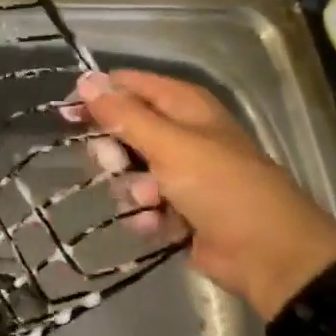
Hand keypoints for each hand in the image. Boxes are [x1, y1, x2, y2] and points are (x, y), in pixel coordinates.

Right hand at [74, 70, 335, 320]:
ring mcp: (180, 173)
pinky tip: (157, 224)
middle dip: (114, 151)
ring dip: (132, 188)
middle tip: (114, 164)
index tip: (67, 114)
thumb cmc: (220, 186)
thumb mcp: (169, 145)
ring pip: (129, 171)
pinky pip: (143, 203)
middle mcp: (181, 133)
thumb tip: (84, 79)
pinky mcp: (178, 209)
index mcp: (183, 105)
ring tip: (151, 201)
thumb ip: (124, 114)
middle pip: (123, 130)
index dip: (97, 96)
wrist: (268, 255)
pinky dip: (147, 214)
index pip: (128, 85)